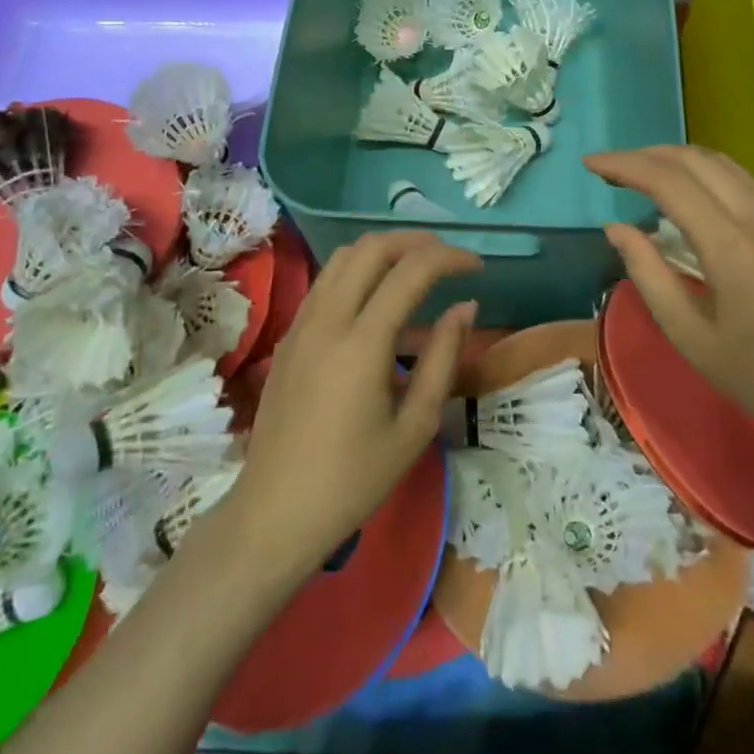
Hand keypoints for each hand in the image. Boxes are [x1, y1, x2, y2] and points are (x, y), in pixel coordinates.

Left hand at [225, 231, 479, 583]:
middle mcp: (328, 319)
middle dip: (416, 242)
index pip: (411, 271)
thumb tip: (465, 308)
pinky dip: (359, 274)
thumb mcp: (415, 425)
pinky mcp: (289, 336)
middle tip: (448, 259)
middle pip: (372, 247)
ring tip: (418, 271)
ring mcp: (302, 324)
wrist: (276, 512)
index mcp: (362, 343)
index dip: (450, 258)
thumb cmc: (354, 479)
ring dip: (384, 252)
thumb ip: (443, 358)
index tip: (477, 267)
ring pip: (344, 258)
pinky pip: (327, 283)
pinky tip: (380, 303)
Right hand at [586, 145, 753, 473]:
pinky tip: (687, 193)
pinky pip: (743, 181)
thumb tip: (616, 228)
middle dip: (648, 154)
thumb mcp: (690, 336)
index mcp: (731, 245)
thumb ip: (648, 275)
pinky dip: (704, 173)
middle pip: (697, 160)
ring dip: (677, 159)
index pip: (669, 182)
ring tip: (640, 172)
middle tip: (610, 169)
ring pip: (724, 164)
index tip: (590, 165)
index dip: (625, 166)